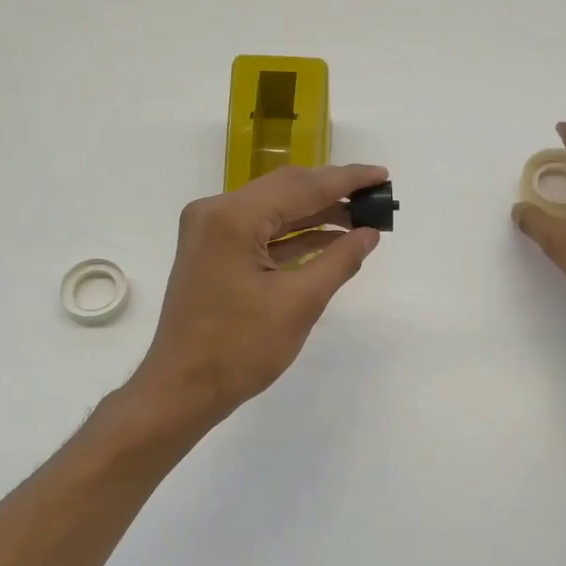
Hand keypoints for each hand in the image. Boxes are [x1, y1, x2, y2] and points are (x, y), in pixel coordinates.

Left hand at [129, 164, 387, 422]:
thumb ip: (339, 261)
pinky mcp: (213, 253)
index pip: (301, 186)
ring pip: (274, 210)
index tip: (383, 175)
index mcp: (233, 217)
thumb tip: (370, 233)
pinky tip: (330, 240)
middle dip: (333, 193)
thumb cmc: (240, 349)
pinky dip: (294, 236)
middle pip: (286, 190)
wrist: (182, 389)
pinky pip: (261, 233)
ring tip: (362, 218)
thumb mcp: (299, 304)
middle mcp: (216, 212)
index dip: (346, 180)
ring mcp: (211, 232)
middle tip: (376, 196)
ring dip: (316, 215)